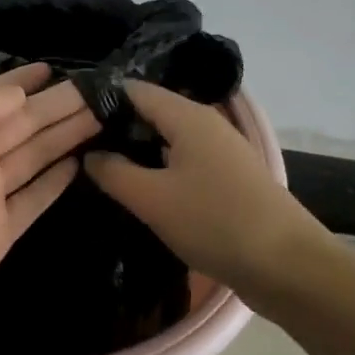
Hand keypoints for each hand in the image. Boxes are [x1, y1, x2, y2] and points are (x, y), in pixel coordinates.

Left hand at [0, 63, 99, 344]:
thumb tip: (21, 91)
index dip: (23, 81)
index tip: (57, 67)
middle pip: (22, 125)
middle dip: (58, 106)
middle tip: (102, 90)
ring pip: (34, 157)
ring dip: (65, 136)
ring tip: (101, 116)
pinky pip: (34, 200)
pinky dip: (55, 182)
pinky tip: (79, 162)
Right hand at [83, 80, 315, 288]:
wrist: (287, 265)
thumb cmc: (214, 222)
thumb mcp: (152, 199)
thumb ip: (113, 172)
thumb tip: (90, 154)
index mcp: (187, 116)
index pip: (134, 89)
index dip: (99, 100)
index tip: (67, 120)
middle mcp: (206, 123)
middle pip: (152, 111)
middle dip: (115, 127)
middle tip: (76, 148)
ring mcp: (221, 150)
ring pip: (168, 138)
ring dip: (137, 150)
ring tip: (101, 169)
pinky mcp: (229, 177)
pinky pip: (184, 160)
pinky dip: (159, 167)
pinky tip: (141, 189)